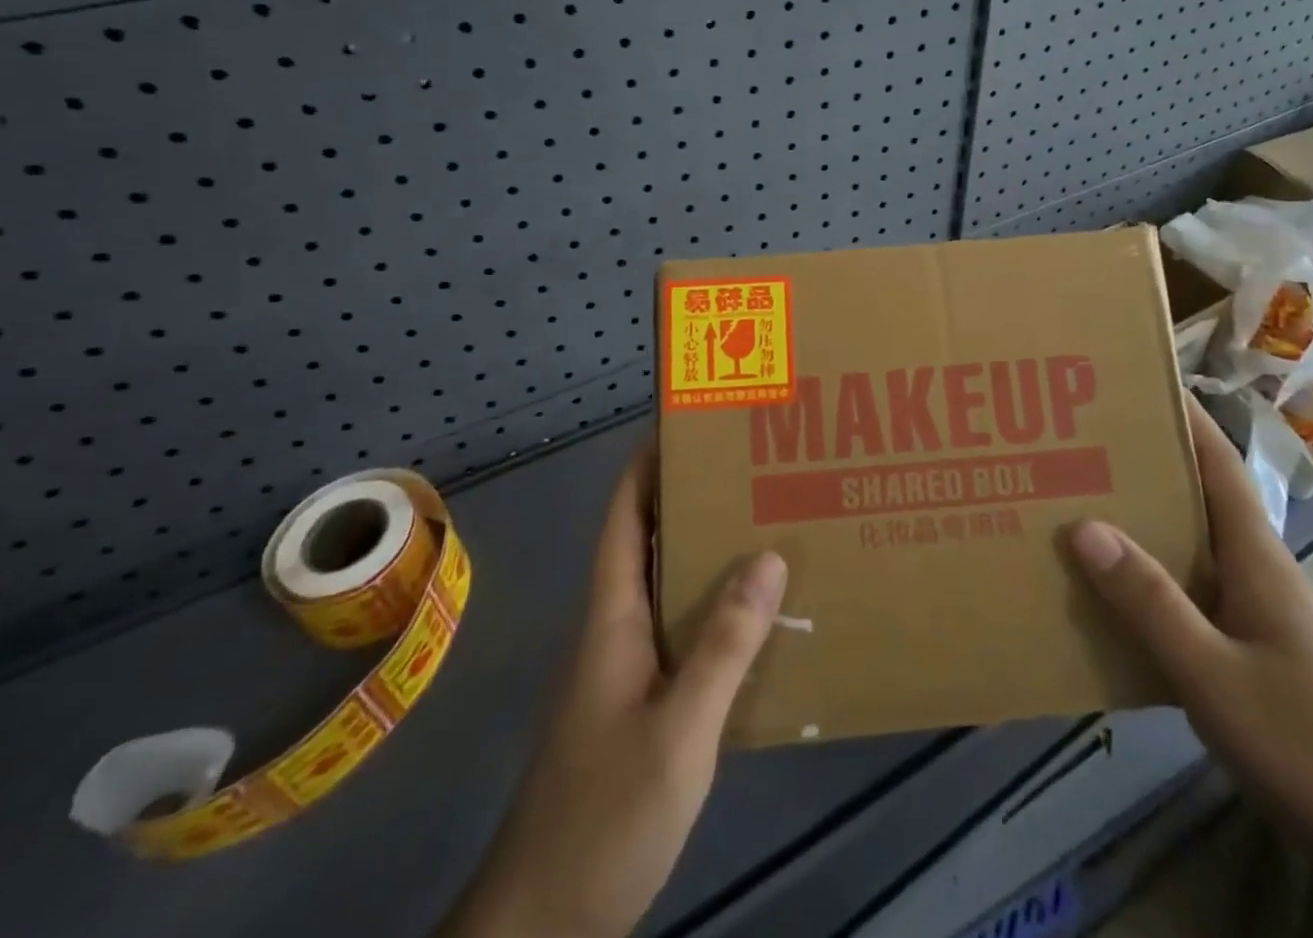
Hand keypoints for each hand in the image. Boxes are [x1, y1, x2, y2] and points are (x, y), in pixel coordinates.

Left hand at [441, 446, 785, 937]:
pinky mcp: (639, 705)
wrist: (544, 925)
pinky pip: (681, 633)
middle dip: (691, 499)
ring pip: (668, 589)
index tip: (686, 424)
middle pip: (649, 542)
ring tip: (764, 525)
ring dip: (706, 553)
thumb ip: (722, 646)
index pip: (624, 518)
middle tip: (750, 468)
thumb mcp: (677, 730)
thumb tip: (768, 556)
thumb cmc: (603, 816)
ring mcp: (625, 670)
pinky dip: (714, 610)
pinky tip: (756, 618)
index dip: (646, 466)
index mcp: (612, 617)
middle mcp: (616, 630)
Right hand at [1068, 397, 1312, 887]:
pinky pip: (1199, 594)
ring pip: (1197, 549)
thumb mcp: (1216, 678)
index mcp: (1258, 558)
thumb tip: (1083, 527)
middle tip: (1081, 446)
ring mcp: (1266, 613)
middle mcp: (1262, 571)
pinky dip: (1158, 581)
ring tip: (1083, 510)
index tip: (1135, 380)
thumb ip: (1151, 604)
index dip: (1184, 416)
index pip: (1218, 463)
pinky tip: (1121, 602)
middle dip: (1147, 466)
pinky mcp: (1264, 652)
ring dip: (1147, 524)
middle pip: (1201, 499)